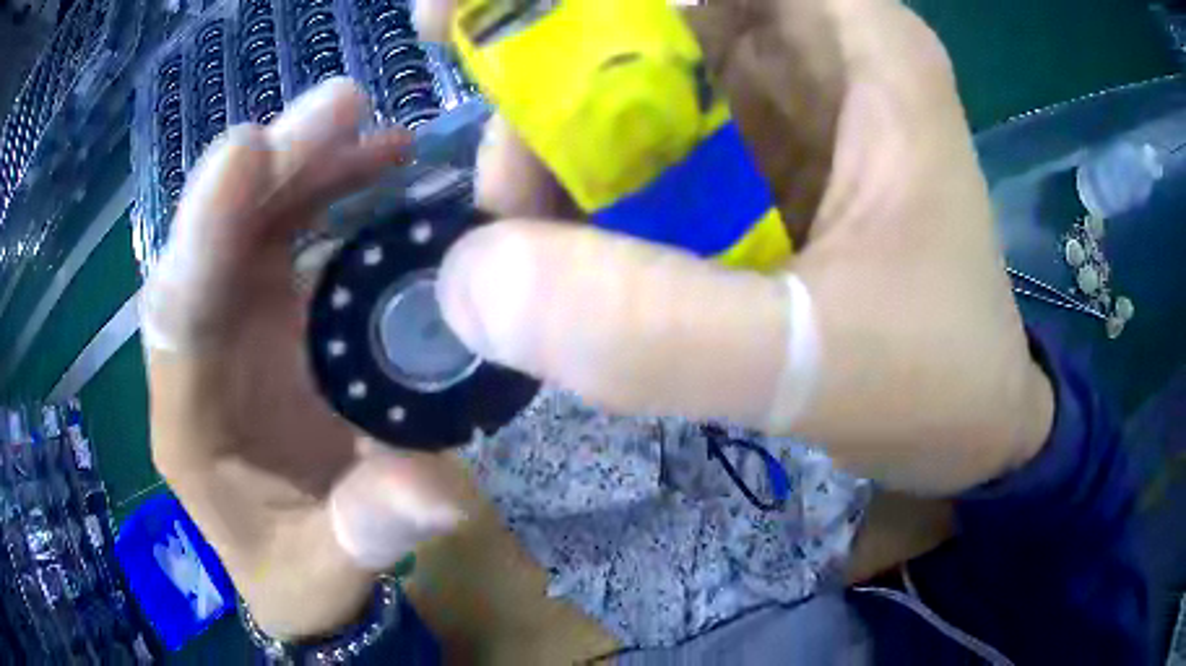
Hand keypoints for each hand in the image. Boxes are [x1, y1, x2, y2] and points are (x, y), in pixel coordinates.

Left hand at [143, 81, 465, 638]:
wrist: (298, 567)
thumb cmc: (296, 575)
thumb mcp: (331, 571)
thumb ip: (371, 532)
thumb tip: (442, 494)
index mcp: (188, 421)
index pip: (177, 312)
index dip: (204, 229)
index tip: (252, 149)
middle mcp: (200, 352)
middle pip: (215, 242)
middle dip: (269, 169)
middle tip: (340, 109)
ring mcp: (235, 322)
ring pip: (254, 220)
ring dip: (308, 165)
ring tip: (371, 128)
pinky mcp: (271, 309)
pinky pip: (291, 229)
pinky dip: (332, 189)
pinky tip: (380, 165)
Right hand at [423, 0, 1054, 494]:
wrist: (971, 430)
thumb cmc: (938, 386)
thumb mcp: (815, 361)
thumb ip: (653, 328)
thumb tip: (470, 281)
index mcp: (855, 41)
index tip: (451, 20)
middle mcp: (814, 52)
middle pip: (644, 18)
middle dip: (547, 82)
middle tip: (503, 196)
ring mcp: (784, 107)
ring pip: (632, 86)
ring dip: (562, 155)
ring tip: (542, 251)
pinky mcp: (761, 166)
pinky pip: (648, 151)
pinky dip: (595, 196)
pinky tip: (589, 265)